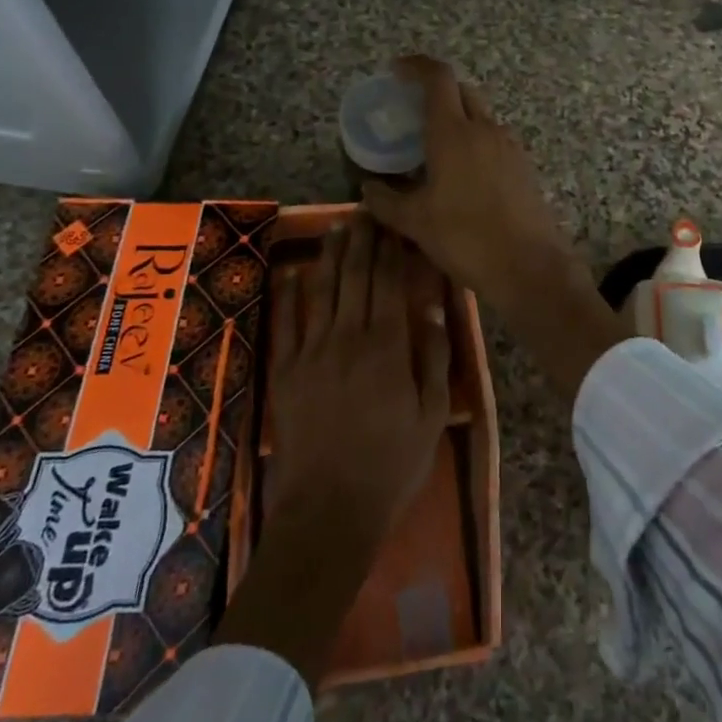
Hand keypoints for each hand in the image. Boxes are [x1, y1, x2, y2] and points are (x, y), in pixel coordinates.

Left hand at [214, 213, 450, 684]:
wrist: (329, 509)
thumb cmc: (392, 464)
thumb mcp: (431, 415)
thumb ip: (434, 357)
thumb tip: (432, 308)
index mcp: (388, 345)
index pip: (390, 283)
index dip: (393, 250)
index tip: (396, 226)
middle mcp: (348, 337)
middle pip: (356, 277)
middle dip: (363, 241)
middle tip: (366, 212)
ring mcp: (312, 352)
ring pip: (323, 291)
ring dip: (331, 256)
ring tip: (337, 227)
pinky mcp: (286, 371)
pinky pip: (288, 322)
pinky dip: (292, 294)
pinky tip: (296, 272)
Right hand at [360, 57, 627, 400]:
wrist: (529, 266)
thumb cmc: (465, 238)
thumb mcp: (415, 222)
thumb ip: (386, 200)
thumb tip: (367, 187)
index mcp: (453, 133)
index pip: (438, 77)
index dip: (416, 65)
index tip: (396, 70)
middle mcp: (484, 129)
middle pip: (462, 91)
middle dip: (437, 90)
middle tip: (413, 109)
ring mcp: (509, 146)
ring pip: (480, 115)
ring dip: (458, 117)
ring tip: (435, 146)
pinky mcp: (524, 165)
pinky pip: (494, 139)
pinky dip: (475, 140)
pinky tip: (463, 173)